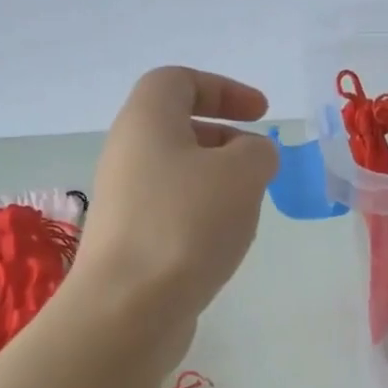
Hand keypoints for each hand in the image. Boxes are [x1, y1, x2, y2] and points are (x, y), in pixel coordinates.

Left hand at [70, 66, 279, 328]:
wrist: (129, 307)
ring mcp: (125, 202)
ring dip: (218, 183)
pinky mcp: (130, 243)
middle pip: (177, 129)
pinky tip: (223, 245)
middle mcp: (127, 154)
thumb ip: (258, 151)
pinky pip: (173, 213)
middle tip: (259, 164)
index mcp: (146, 121)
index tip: (262, 114)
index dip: (224, 89)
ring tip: (247, 209)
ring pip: (178, 175)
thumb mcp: (243, 173)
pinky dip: (203, 217)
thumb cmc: (186, 224)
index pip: (179, 81)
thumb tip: (252, 157)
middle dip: (225, 139)